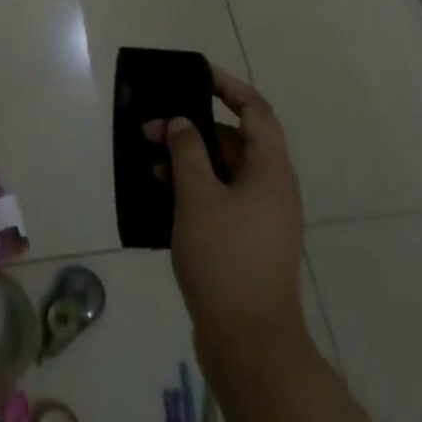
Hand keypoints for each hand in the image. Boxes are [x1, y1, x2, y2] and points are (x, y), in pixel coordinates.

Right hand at [153, 66, 310, 374]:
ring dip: (188, 161)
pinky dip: (193, 190)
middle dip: (193, 129)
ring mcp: (262, 220)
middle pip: (235, 141)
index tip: (196, 75)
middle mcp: (273, 190)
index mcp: (271, 171)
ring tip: (149, 162)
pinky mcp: (247, 244)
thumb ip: (186, 150)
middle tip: (154, 127)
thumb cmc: (226, 258)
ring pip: (224, 172)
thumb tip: (181, 123)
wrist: (250, 346)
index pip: (255, 111)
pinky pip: (220, 200)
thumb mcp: (198, 196)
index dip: (228, 87)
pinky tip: (160, 195)